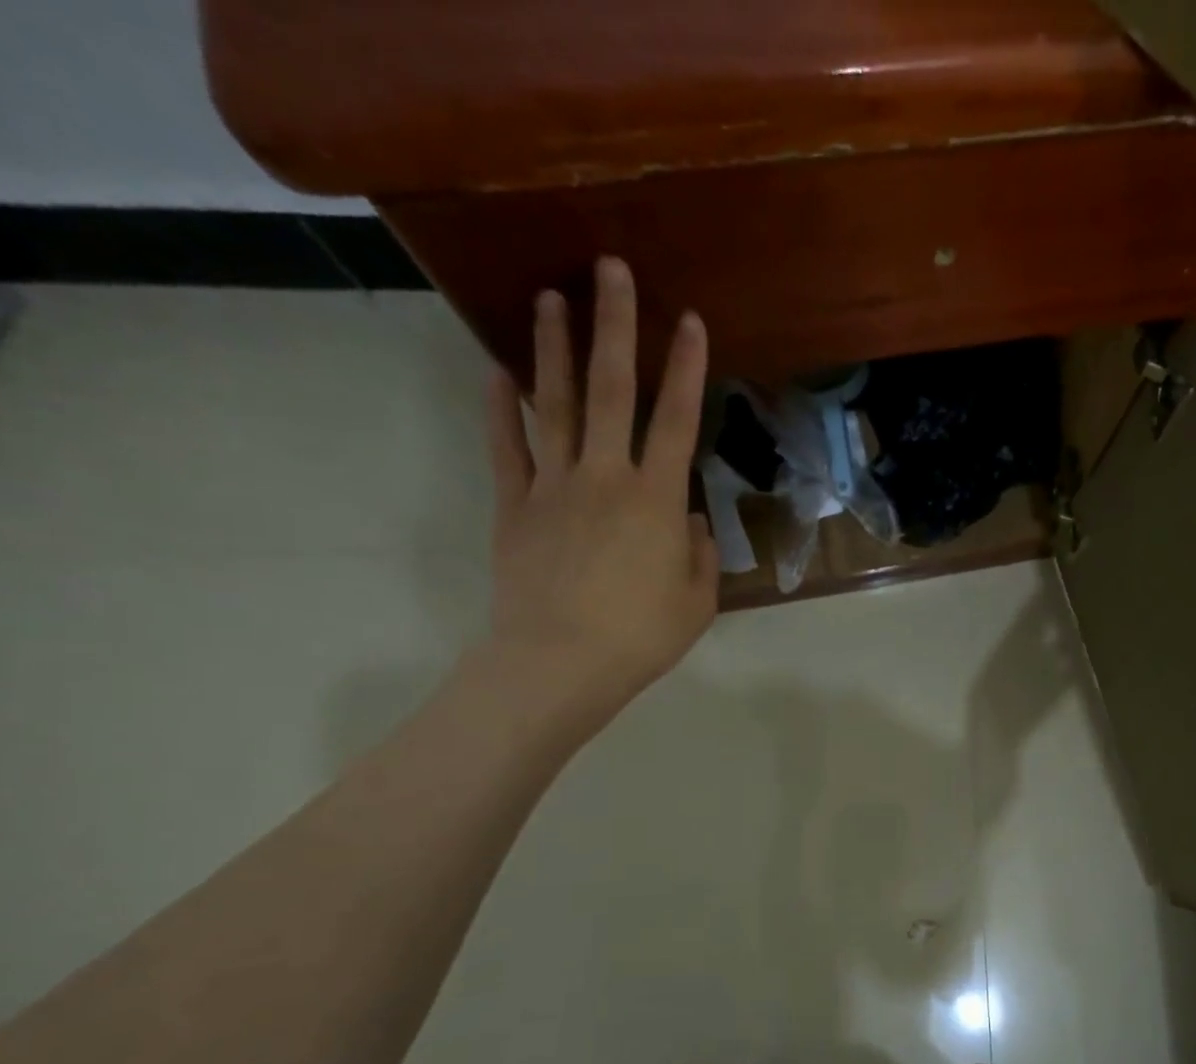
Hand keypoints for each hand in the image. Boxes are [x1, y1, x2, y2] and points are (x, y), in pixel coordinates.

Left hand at [482, 256, 717, 739]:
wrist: (560, 662)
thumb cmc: (641, 636)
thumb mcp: (697, 601)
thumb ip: (698, 552)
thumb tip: (686, 517)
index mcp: (656, 499)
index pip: (676, 420)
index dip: (687, 369)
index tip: (689, 320)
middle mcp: (605, 476)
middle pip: (612, 390)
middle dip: (615, 326)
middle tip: (609, 268)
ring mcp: (554, 486)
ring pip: (554, 404)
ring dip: (554, 348)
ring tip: (549, 297)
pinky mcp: (515, 505)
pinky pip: (508, 448)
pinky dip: (501, 409)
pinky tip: (497, 372)